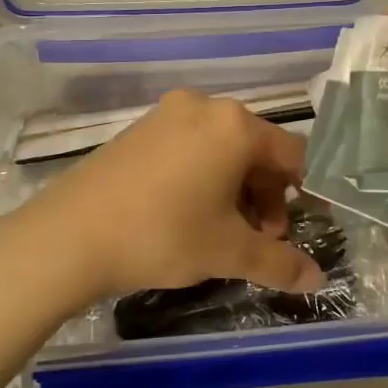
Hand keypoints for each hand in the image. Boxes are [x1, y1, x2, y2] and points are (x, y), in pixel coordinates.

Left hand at [5, 90, 327, 301]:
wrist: (69, 235)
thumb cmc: (163, 235)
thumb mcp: (228, 252)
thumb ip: (279, 264)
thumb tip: (317, 280)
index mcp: (235, 126)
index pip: (291, 154)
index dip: (301, 193)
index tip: (292, 230)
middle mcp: (204, 107)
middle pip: (255, 149)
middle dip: (265, 196)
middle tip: (258, 238)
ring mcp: (166, 115)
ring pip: (220, 149)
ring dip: (235, 189)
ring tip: (223, 231)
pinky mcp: (138, 130)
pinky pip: (188, 147)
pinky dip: (202, 176)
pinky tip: (188, 213)